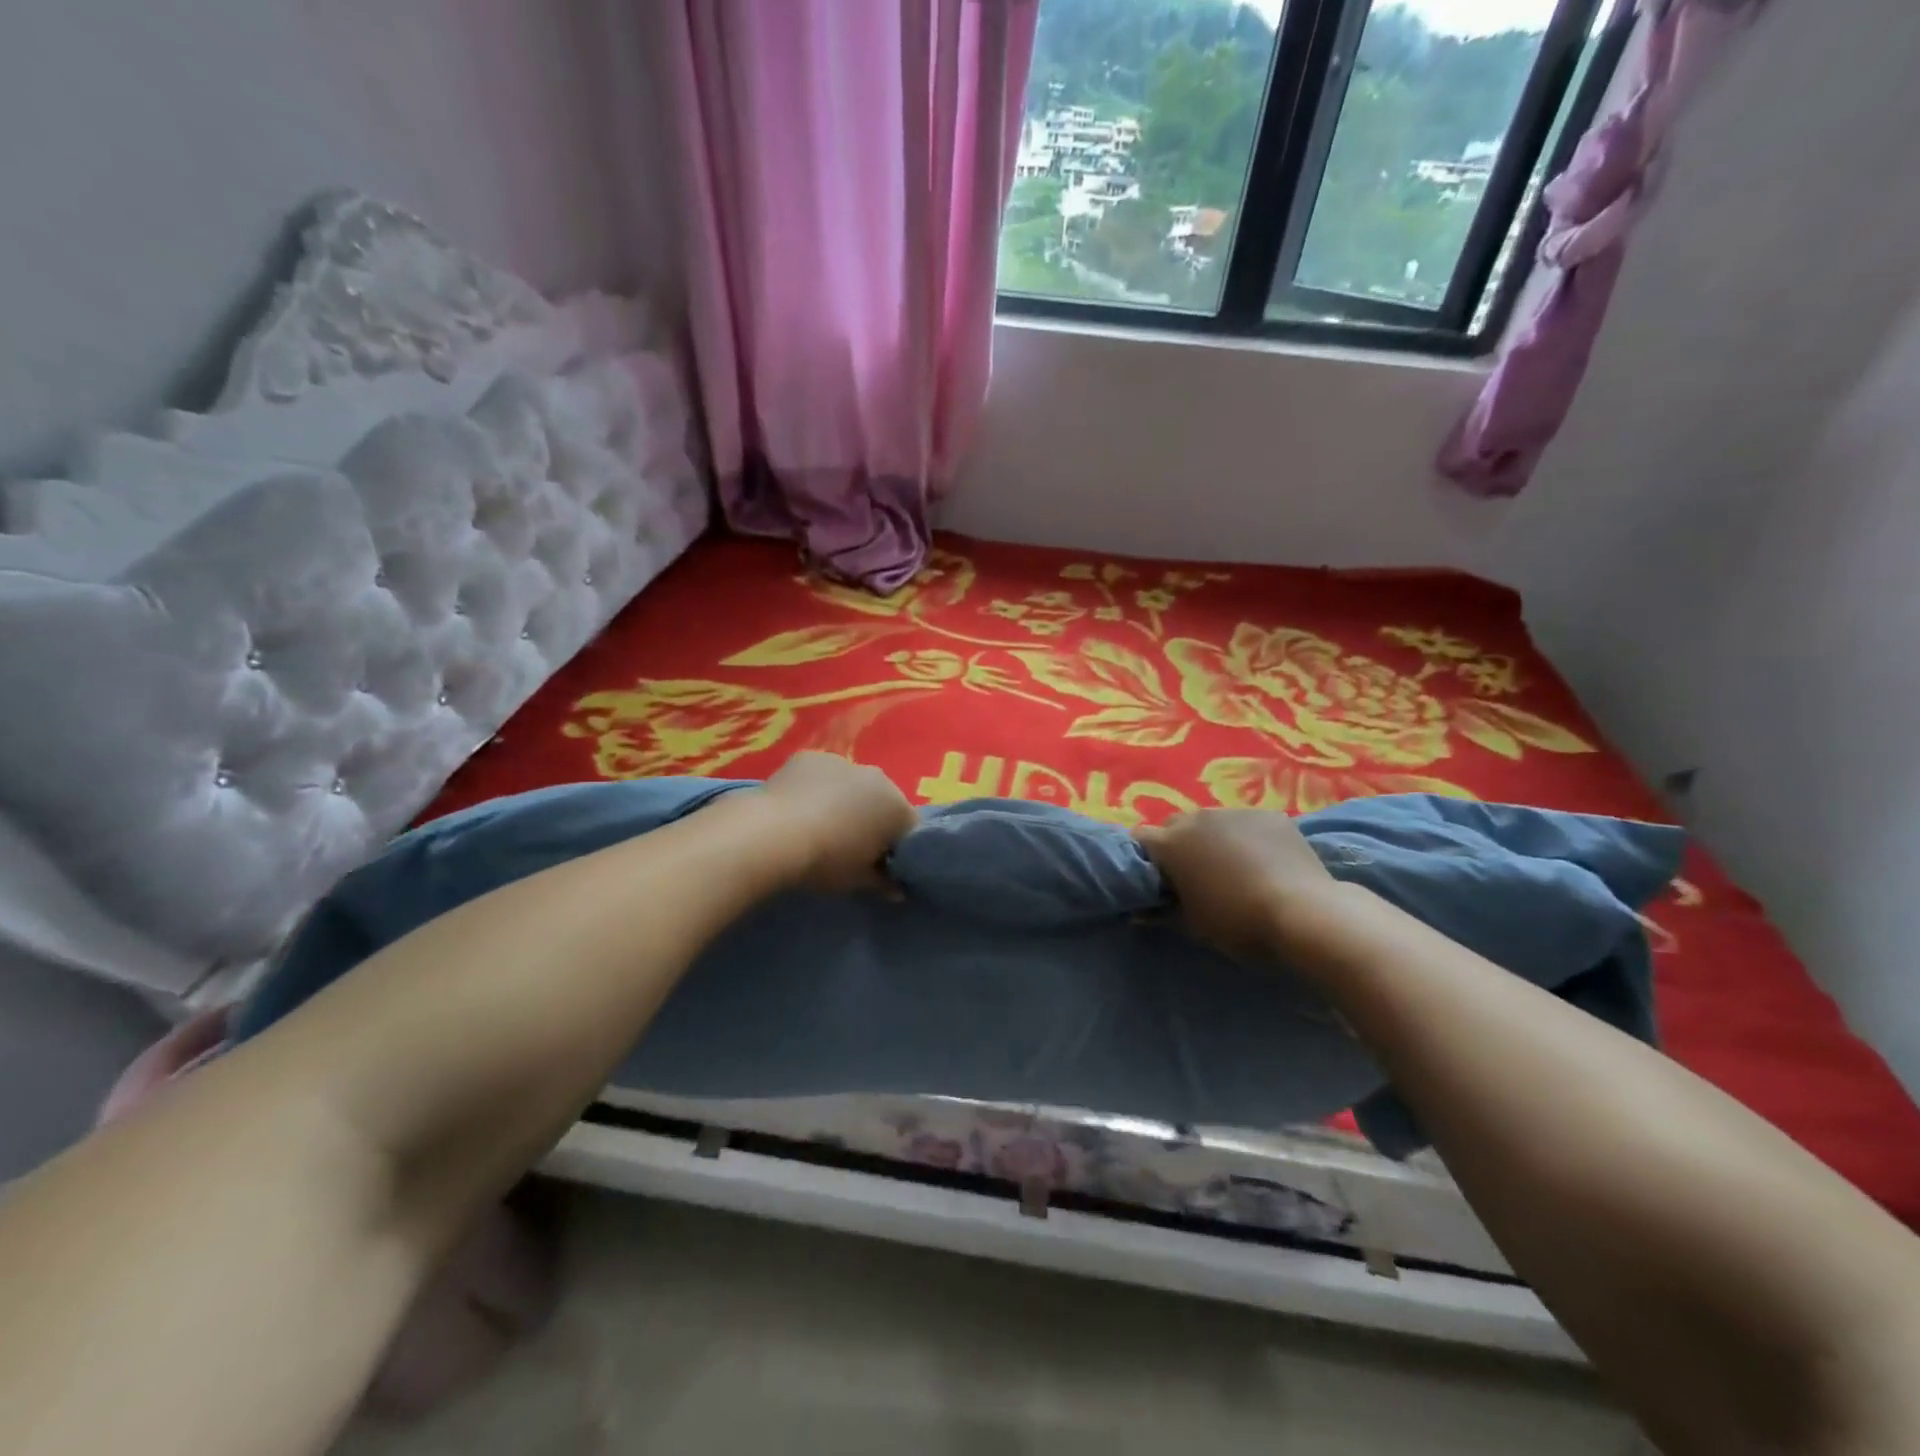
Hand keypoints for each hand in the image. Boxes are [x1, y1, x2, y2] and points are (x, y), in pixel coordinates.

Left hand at [758, 753, 917, 892]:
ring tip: (820, 826)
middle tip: (851, 847)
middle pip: (883, 801)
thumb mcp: (857, 880)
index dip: (896, 848)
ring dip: (845, 801)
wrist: (771, 834)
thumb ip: (883, 883)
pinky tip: (798, 807)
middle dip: (873, 820)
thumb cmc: (826, 861)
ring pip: (853, 785)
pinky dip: (817, 787)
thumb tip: (897, 890)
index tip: (880, 865)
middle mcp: (878, 778)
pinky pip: (822, 775)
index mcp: (897, 808)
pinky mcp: (810, 757)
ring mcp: (843, 762)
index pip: (909, 829)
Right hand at [1135, 810, 1340, 961]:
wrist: (1304, 912)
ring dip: (1212, 839)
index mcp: (1171, 844)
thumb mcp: (1194, 926)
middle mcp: (1197, 818)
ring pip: (1212, 821)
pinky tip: (1264, 862)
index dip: (1144, 858)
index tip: (1155, 880)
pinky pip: (1247, 823)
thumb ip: (1163, 914)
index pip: (1140, 839)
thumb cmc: (1238, 922)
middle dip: (1177, 845)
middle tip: (1192, 876)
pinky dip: (1247, 838)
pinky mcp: (1269, 814)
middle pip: (1174, 825)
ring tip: (1232, 868)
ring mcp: (1235, 812)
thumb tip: (1139, 914)